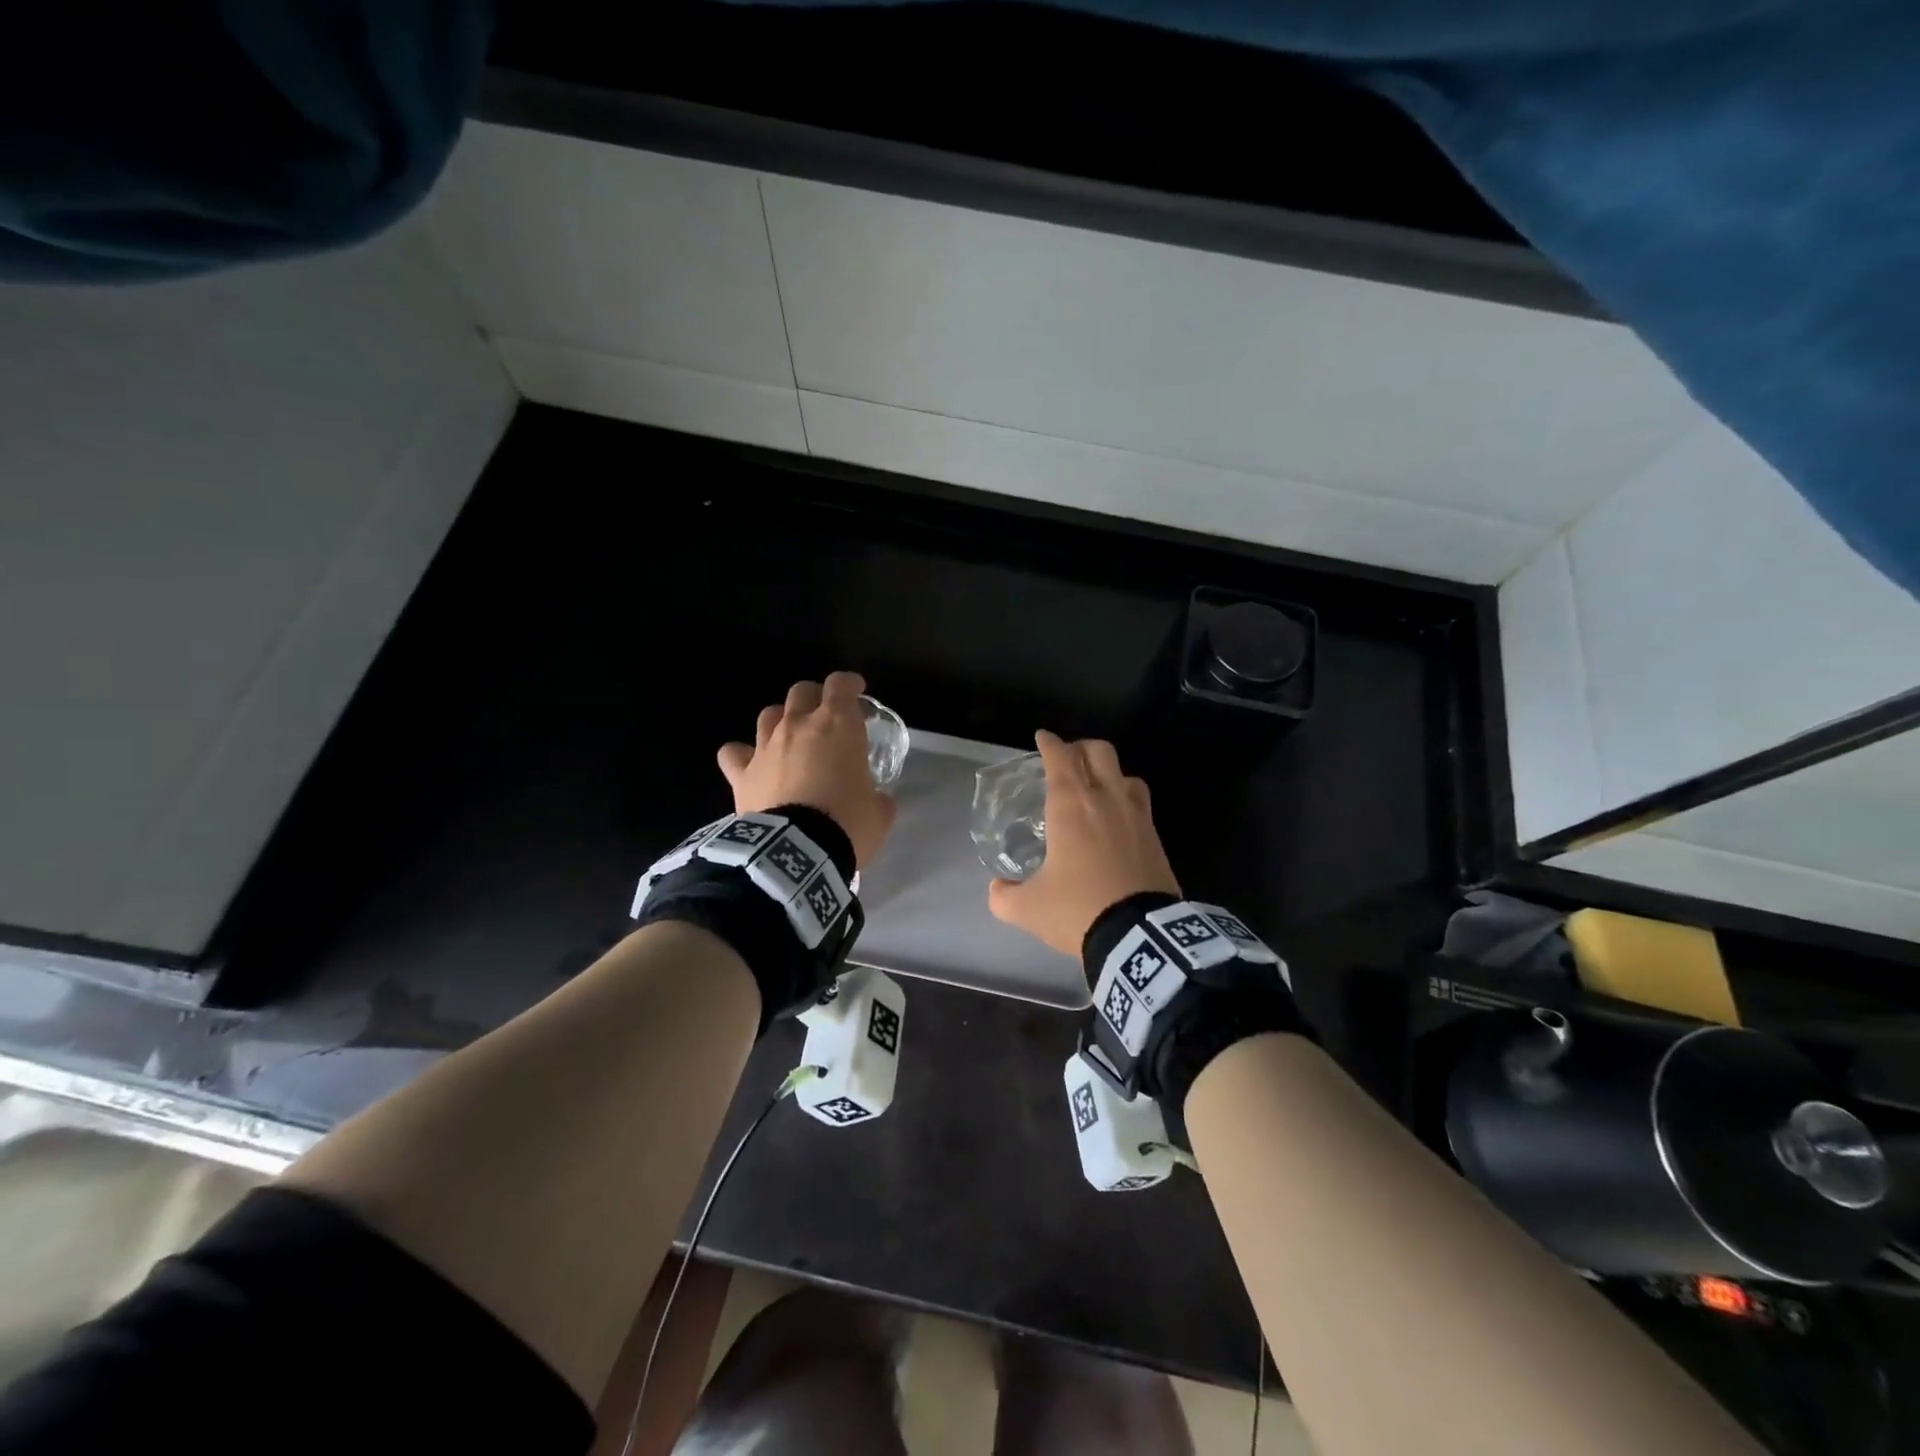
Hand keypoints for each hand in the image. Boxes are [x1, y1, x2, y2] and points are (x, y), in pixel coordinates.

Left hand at [718, 671, 895, 867]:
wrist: (798, 852)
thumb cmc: (847, 824)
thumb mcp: (879, 812)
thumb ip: (878, 796)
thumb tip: (876, 799)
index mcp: (838, 725)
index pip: (841, 685)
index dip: (850, 684)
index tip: (857, 692)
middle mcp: (799, 725)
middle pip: (801, 691)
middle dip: (815, 698)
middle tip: (825, 717)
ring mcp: (766, 747)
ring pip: (768, 714)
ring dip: (781, 721)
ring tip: (789, 739)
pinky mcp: (741, 773)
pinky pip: (733, 753)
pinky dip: (741, 755)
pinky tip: (749, 764)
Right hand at [987, 730, 1179, 956]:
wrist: (1139, 936)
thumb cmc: (1078, 910)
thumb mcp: (1028, 908)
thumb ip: (1004, 895)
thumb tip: (997, 888)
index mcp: (1071, 806)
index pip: (1060, 758)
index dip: (1049, 743)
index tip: (1042, 738)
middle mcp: (1106, 800)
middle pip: (1099, 751)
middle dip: (1080, 748)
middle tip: (1067, 761)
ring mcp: (1137, 816)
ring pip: (1126, 774)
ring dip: (1109, 773)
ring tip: (1097, 788)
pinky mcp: (1156, 838)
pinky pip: (1141, 804)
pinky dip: (1126, 800)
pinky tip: (1117, 821)